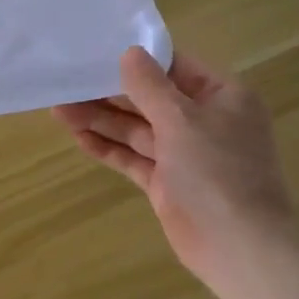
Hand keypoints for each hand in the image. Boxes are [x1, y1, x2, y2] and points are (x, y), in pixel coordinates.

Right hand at [52, 47, 298, 293]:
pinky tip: (78, 138)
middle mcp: (204, 121)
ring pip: (137, 129)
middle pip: (150, 99)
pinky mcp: (167, 183)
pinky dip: (108, 148)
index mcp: (222, 96)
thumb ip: (150, 86)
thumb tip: (129, 53)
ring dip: (101, 120)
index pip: (174, 67)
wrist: (239, 247)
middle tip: (67, 83)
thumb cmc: (217, 172)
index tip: (98, 51)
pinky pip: (134, 158)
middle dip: (110, 93)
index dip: (137, 59)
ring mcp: (184, 154)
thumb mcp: (182, 119)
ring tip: (59, 109)